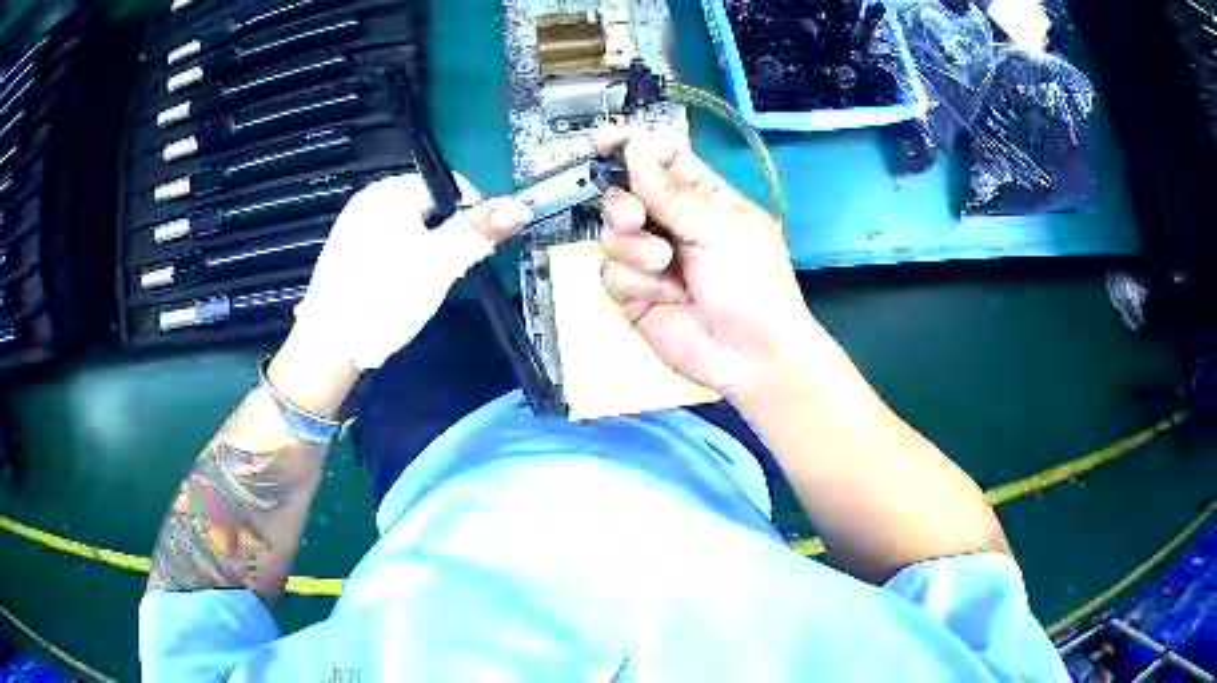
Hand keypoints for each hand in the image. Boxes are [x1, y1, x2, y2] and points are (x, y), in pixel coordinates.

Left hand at [291, 173, 531, 370]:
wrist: (328, 349)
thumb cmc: (383, 299)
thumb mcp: (438, 264)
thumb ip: (478, 232)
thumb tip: (520, 205)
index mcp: (390, 191)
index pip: (452, 186)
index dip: (471, 218)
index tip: (469, 255)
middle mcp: (369, 199)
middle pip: (432, 208)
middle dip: (446, 239)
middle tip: (440, 276)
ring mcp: (354, 225)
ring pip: (412, 230)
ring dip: (426, 254)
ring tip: (417, 287)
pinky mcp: (347, 251)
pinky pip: (389, 246)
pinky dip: (402, 264)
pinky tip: (395, 291)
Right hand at [595, 126, 822, 401]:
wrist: (751, 356)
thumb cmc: (753, 285)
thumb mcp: (721, 230)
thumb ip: (672, 192)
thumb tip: (635, 147)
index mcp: (702, 196)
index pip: (660, 157)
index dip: (631, 145)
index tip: (601, 141)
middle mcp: (672, 222)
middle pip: (624, 193)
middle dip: (622, 204)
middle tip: (633, 218)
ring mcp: (650, 258)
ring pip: (611, 234)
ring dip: (634, 250)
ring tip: (665, 268)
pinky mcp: (635, 292)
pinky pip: (611, 274)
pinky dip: (635, 283)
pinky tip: (666, 297)